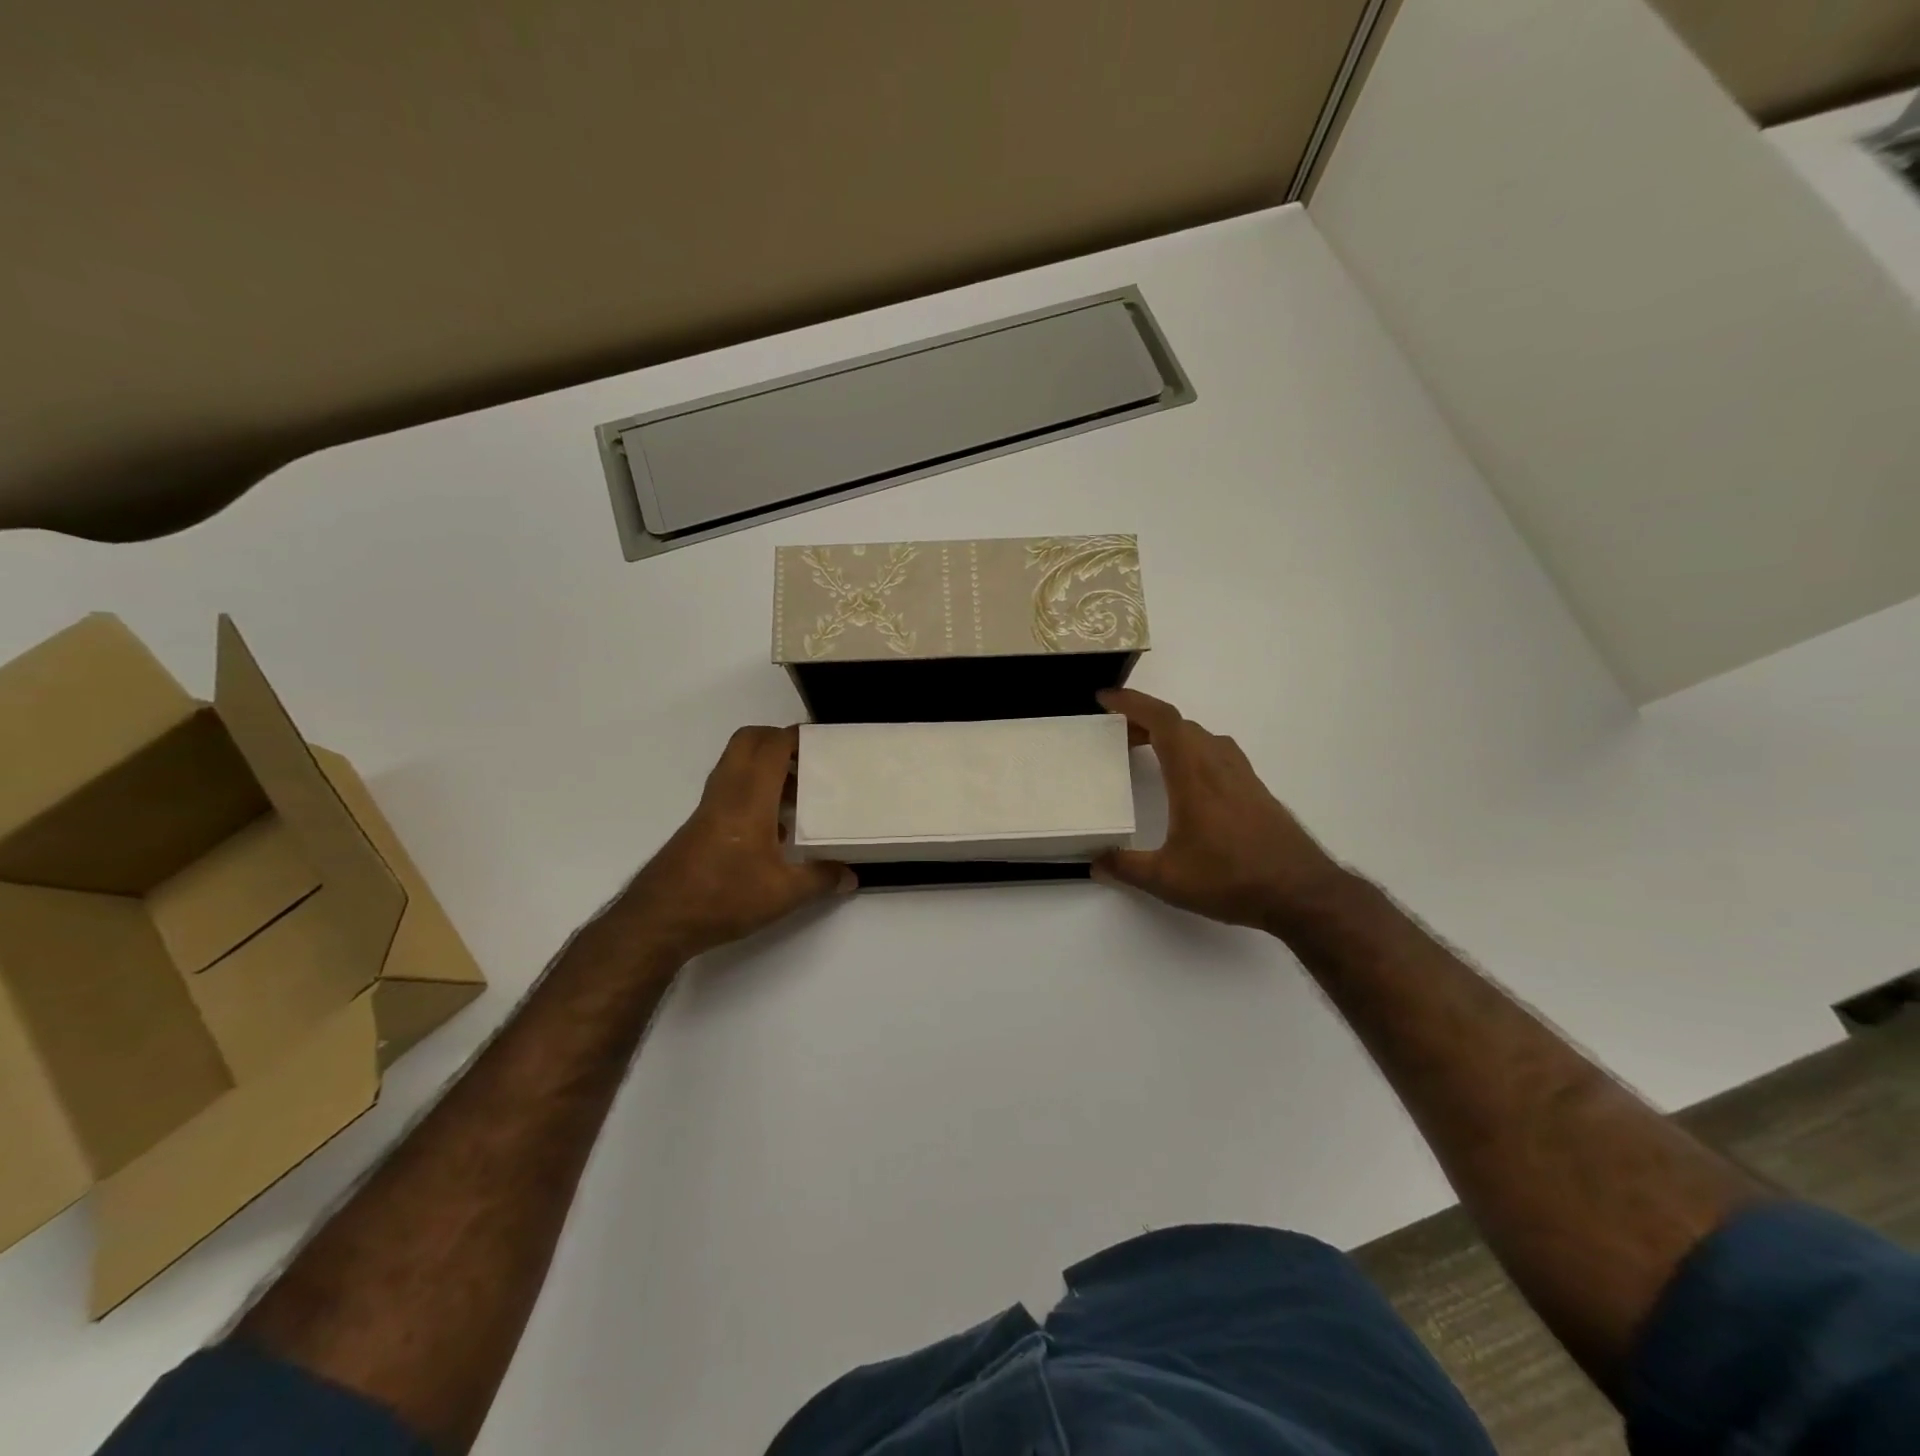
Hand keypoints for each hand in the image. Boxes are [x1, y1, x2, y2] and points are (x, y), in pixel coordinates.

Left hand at [620, 725, 854, 960]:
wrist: (659, 921)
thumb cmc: (723, 898)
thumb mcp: (783, 894)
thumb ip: (820, 880)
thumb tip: (851, 876)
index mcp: (749, 798)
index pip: (771, 747)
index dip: (796, 736)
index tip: (822, 740)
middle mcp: (726, 793)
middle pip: (747, 742)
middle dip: (777, 740)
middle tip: (807, 759)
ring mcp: (709, 808)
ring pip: (736, 765)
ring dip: (765, 766)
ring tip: (798, 792)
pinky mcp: (701, 825)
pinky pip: (730, 789)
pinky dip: (753, 790)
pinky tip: (774, 826)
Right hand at [1093, 689, 1348, 931]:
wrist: (1302, 893)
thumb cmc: (1232, 879)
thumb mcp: (1167, 879)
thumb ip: (1126, 867)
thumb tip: (1095, 862)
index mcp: (1194, 775)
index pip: (1162, 721)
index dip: (1132, 703)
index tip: (1105, 698)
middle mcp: (1219, 765)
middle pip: (1180, 725)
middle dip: (1145, 721)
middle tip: (1118, 735)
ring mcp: (1242, 776)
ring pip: (1202, 737)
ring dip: (1172, 736)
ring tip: (1148, 751)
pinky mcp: (1256, 791)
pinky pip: (1218, 753)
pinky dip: (1193, 751)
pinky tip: (1188, 780)